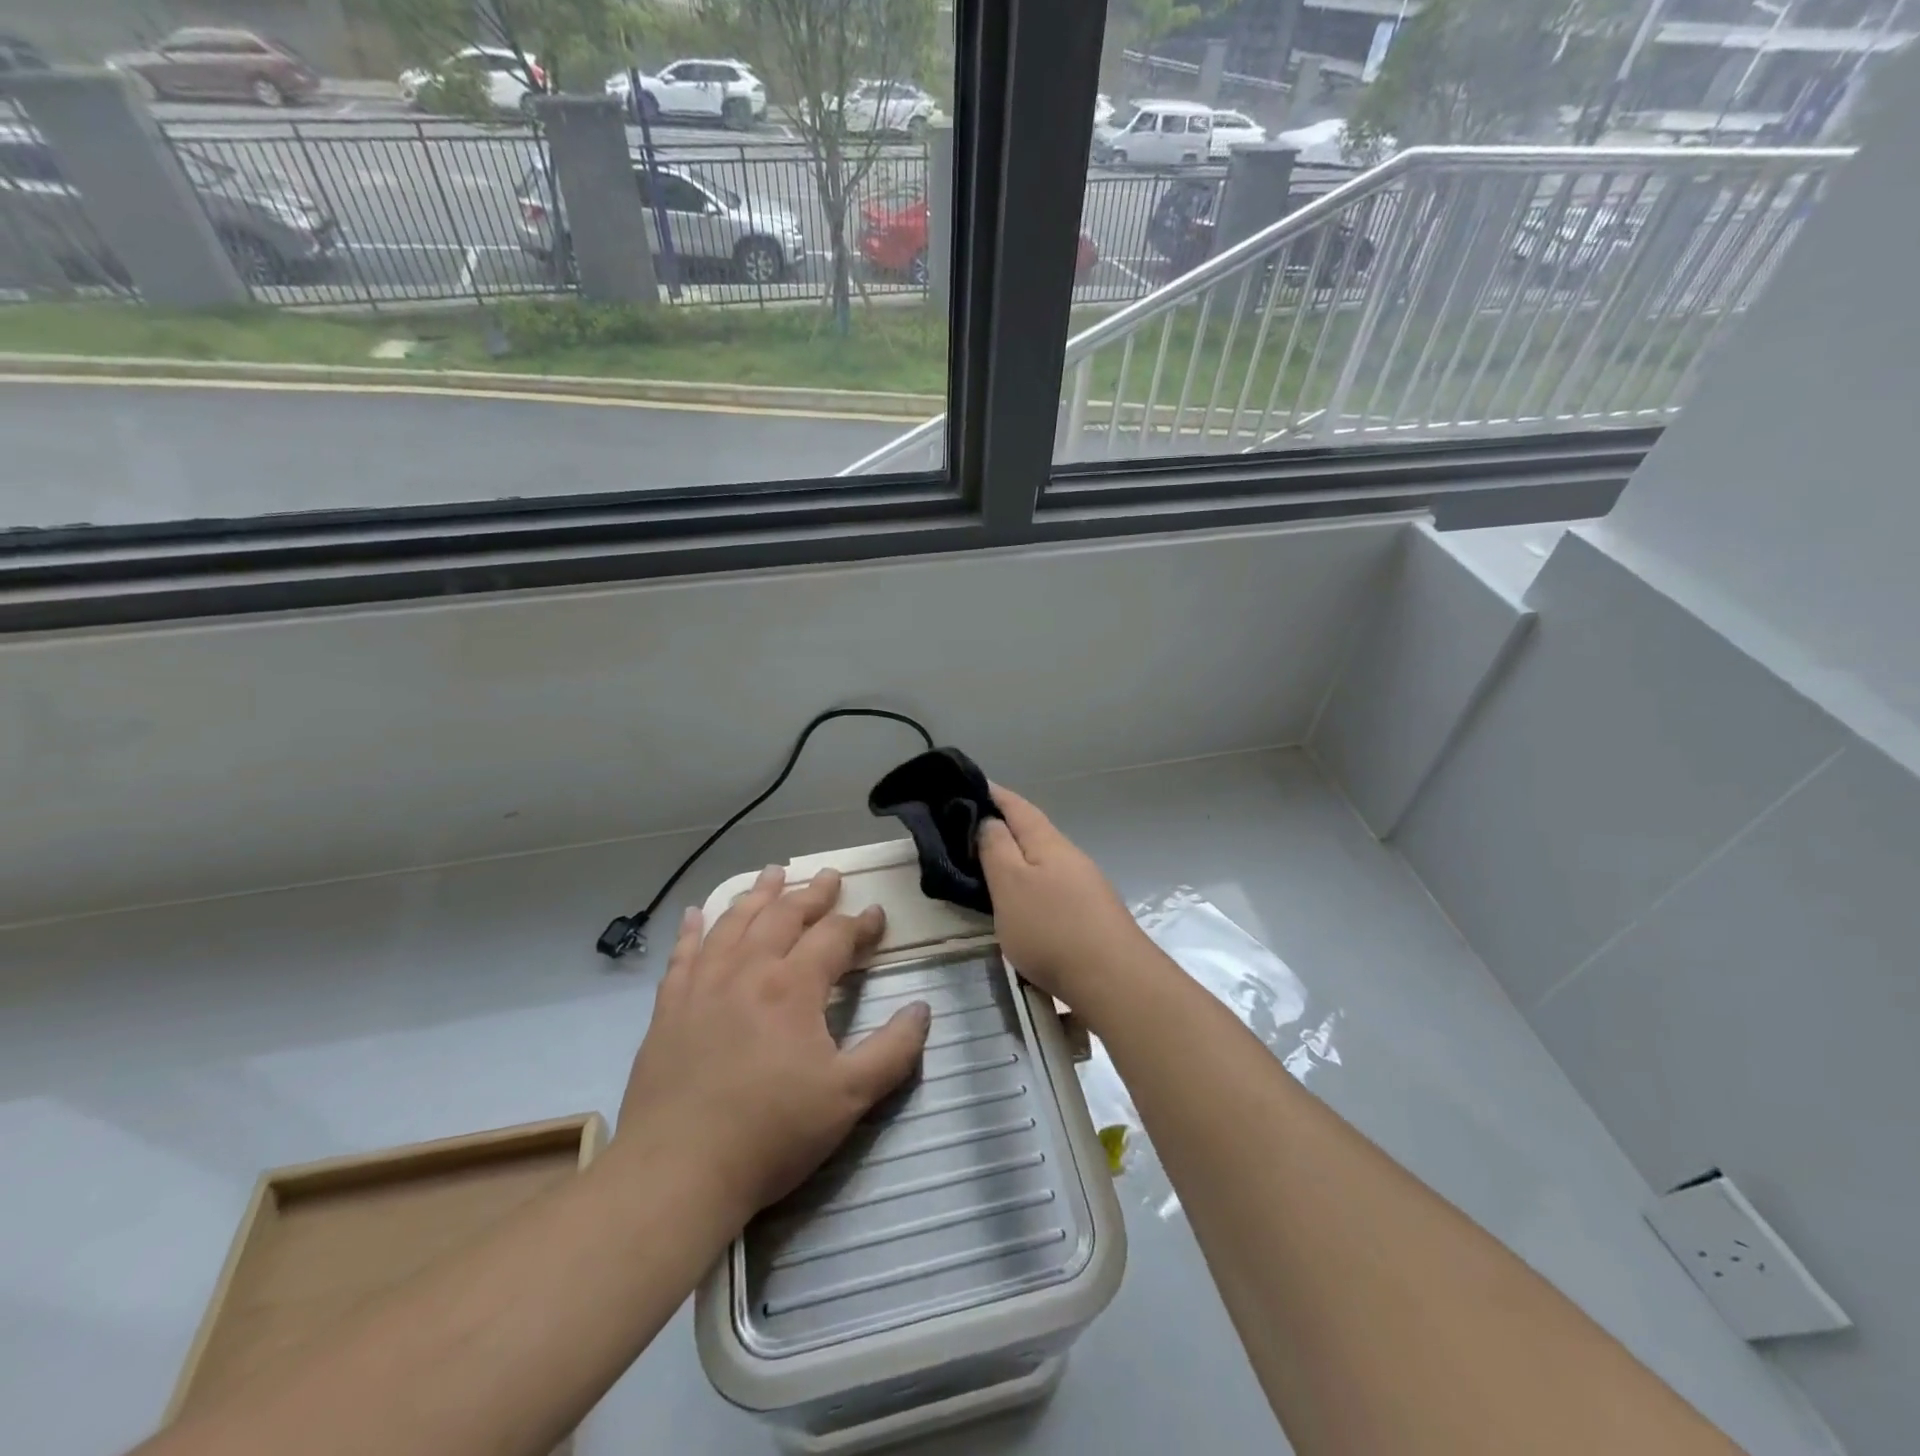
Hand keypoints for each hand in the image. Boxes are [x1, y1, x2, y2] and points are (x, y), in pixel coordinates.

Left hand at [615, 866, 931, 1219]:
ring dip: (758, 894)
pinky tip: (695, 912)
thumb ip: (893, 1050)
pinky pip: (683, 954)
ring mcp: (702, 986)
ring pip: (734, 923)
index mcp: (793, 986)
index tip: (877, 915)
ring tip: (773, 873)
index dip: (860, 924)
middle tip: (829, 876)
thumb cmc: (770, 1134)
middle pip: (784, 916)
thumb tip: (922, 1008)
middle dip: (812, 894)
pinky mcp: (669, 1008)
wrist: (675, 1172)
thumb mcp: (849, 1098)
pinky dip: (693, 928)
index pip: (834, 937)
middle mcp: (748, 971)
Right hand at [978, 786, 1154, 1016]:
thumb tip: (989, 820)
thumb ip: (996, 849)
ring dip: (1018, 856)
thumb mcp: (1010, 885)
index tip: (969, 785)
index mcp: (1048, 842)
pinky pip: (1052, 885)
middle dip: (1004, 825)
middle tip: (968, 829)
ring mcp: (1085, 885)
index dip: (993, 793)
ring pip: (1044, 860)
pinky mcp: (1090, 913)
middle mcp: (1070, 856)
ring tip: (989, 866)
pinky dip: (1031, 882)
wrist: (1115, 980)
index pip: (1017, 806)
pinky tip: (1023, 900)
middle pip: (1033, 830)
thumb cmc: (1052, 928)